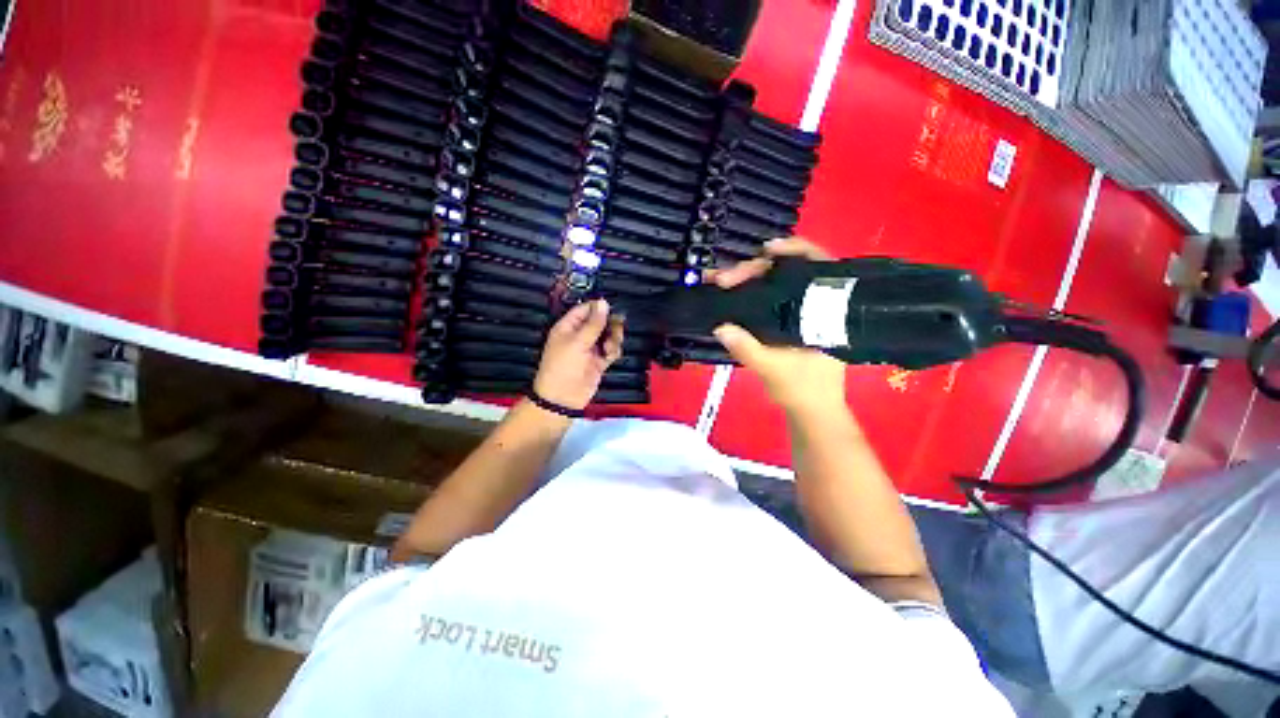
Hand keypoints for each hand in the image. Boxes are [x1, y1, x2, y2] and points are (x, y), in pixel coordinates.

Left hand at [533, 299, 623, 409]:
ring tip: (609, 348)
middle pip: (601, 321)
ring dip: (613, 339)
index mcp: (568, 327)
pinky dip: (613, 351)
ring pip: (609, 335)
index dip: (598, 308)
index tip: (611, 309)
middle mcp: (580, 335)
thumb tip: (603, 302)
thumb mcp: (578, 342)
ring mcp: (591, 348)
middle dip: (610, 325)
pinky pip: (611, 349)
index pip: (585, 309)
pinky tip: (610, 355)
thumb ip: (594, 323)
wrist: (564, 397)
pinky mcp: (599, 360)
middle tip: (614, 330)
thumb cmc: (564, 366)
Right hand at [709, 237, 847, 414]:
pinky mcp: (791, 320)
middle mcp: (818, 305)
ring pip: (779, 281)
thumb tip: (720, 326)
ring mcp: (803, 312)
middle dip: (755, 269)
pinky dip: (753, 290)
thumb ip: (747, 348)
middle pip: (790, 270)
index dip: (794, 249)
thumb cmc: (803, 391)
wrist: (813, 410)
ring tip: (724, 279)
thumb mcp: (773, 370)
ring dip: (750, 277)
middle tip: (724, 278)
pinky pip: (773, 296)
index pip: (818, 265)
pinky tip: (736, 289)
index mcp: (827, 311)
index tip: (766, 248)